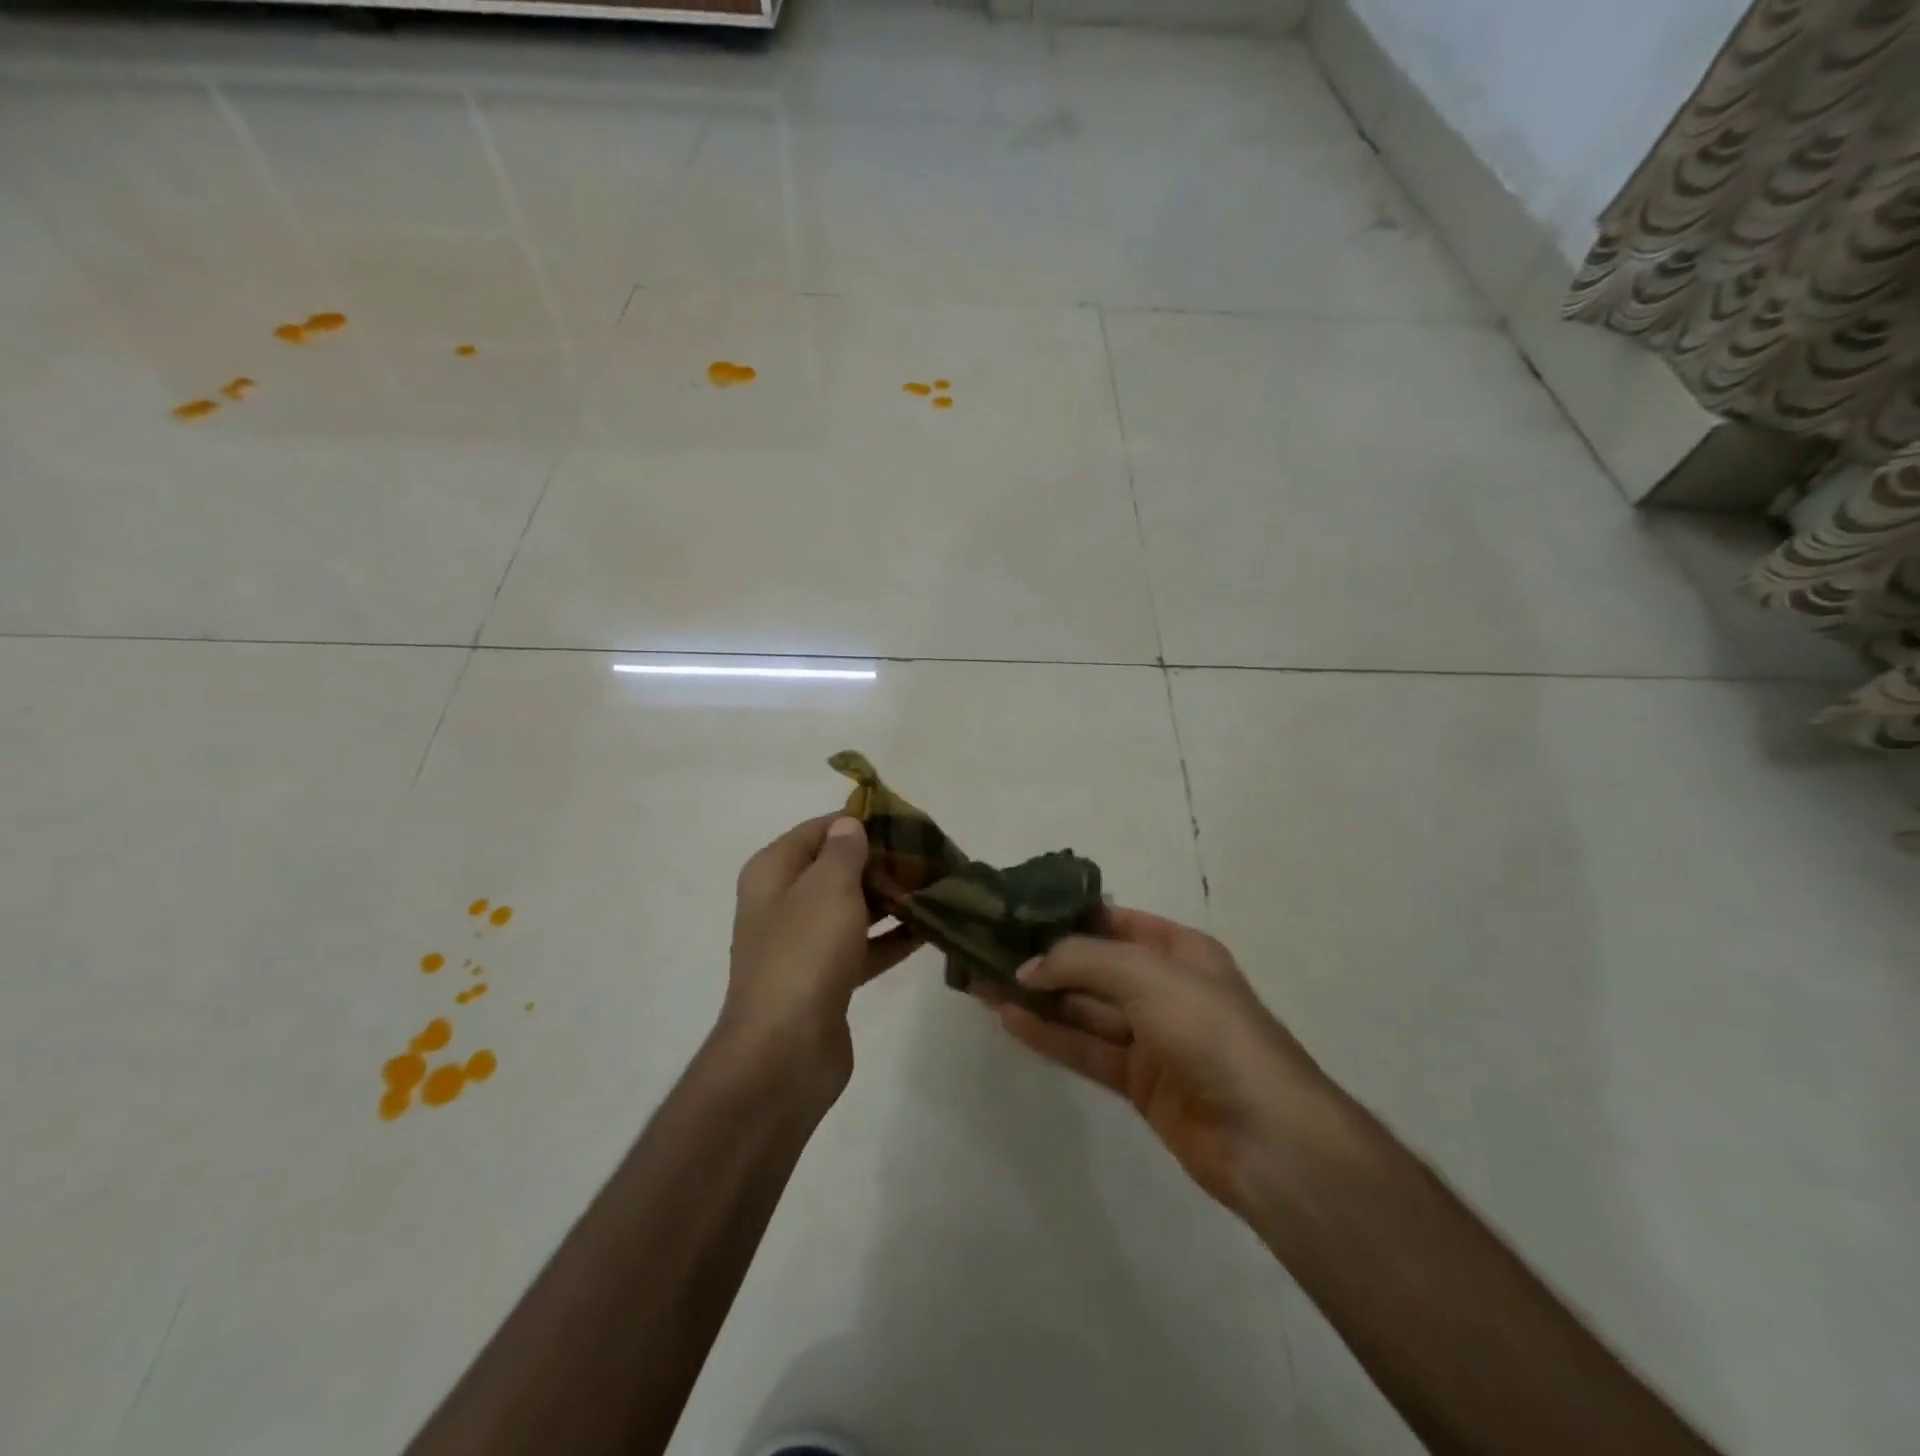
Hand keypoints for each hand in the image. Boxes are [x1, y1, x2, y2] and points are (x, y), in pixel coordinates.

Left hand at [723, 815, 920, 1093]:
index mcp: (773, 873)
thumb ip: (843, 851)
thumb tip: (848, 825)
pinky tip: (931, 928)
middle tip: (931, 853)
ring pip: (853, 908)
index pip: (817, 830)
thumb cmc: (804, 955)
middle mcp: (784, 903)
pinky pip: (864, 946)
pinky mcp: (826, 979)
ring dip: (891, 898)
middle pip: (837, 869)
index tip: (903, 819)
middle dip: (881, 860)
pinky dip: (892, 937)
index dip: (857, 821)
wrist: (785, 1053)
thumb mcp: (828, 889)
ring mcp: (805, 944)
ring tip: (938, 884)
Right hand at [981, 907, 1339, 1219]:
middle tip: (988, 948)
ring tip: (984, 982)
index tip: (1017, 910)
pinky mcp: (1139, 1081)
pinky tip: (1009, 1019)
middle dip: (1045, 958)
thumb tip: (1027, 967)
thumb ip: (1081, 961)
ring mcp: (1151, 1036)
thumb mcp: (1146, 974)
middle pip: (1093, 965)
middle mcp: (1164, 986)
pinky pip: (1086, 1048)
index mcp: (1179, 949)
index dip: (1067, 915)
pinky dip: (1050, 1034)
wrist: (1265, 1136)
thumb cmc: (1209, 1030)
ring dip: (1039, 996)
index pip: (1114, 921)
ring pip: (1084, 1008)